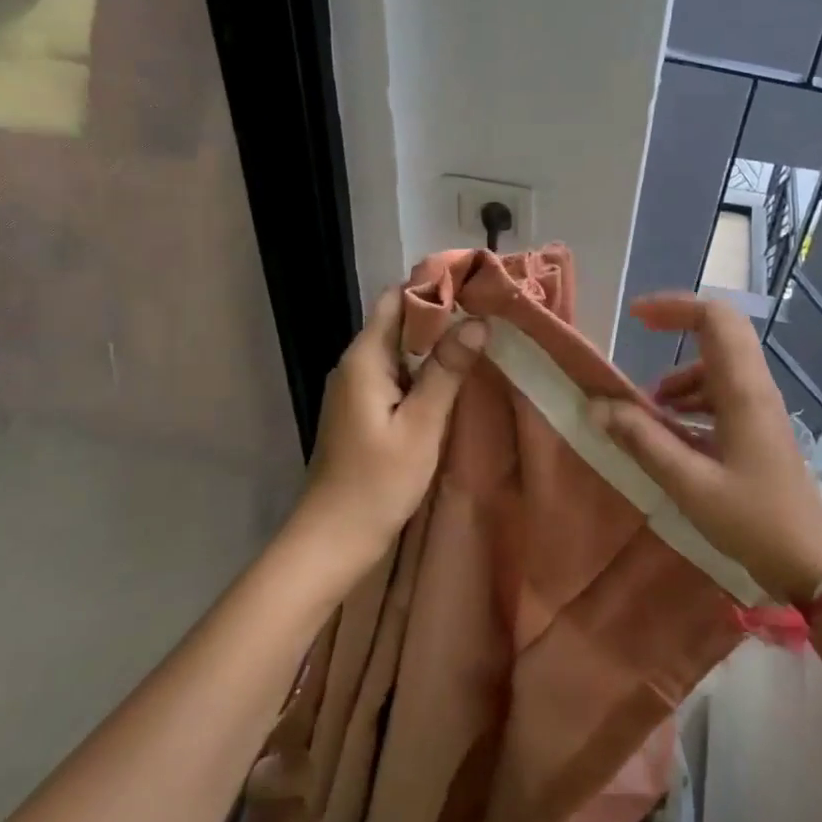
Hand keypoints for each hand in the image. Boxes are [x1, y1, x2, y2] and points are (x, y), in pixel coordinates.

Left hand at [296, 286, 487, 567]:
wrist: (333, 539)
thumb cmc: (377, 483)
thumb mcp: (421, 425)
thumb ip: (447, 371)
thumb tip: (477, 322)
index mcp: (364, 359)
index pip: (397, 299)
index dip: (434, 285)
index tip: (476, 283)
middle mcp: (356, 364)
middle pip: (398, 320)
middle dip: (441, 311)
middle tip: (488, 310)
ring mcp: (356, 387)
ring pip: (399, 347)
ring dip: (435, 340)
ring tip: (481, 336)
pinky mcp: (363, 408)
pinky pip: (396, 372)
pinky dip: (424, 367)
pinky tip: (454, 375)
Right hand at [588, 294, 821, 602]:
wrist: (810, 562)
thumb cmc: (752, 520)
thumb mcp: (689, 484)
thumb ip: (643, 441)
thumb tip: (598, 406)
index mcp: (742, 391)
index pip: (715, 319)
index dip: (675, 307)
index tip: (636, 316)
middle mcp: (754, 388)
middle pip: (720, 331)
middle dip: (677, 324)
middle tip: (640, 332)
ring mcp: (759, 407)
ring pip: (718, 364)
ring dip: (680, 373)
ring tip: (647, 408)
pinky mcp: (758, 427)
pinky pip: (722, 393)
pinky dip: (692, 398)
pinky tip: (672, 431)